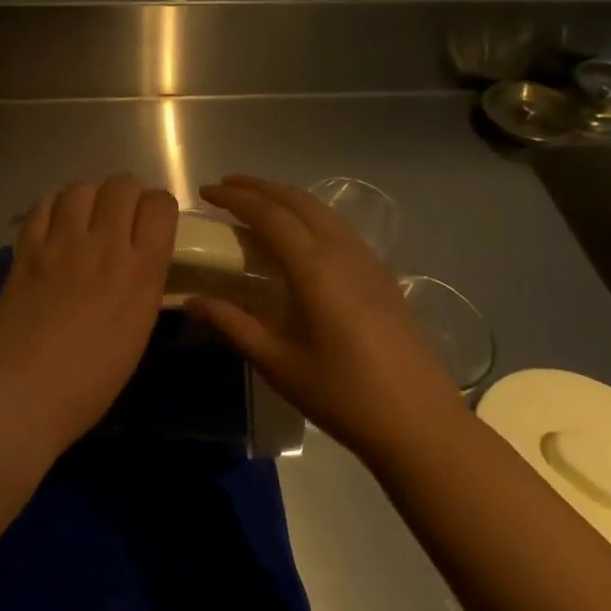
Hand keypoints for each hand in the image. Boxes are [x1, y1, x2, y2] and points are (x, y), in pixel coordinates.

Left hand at [0, 173, 177, 453]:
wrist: (25, 390)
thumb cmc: (92, 380)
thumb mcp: (138, 330)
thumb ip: (142, 284)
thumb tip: (136, 261)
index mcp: (141, 271)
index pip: (160, 204)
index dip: (158, 209)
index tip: (151, 225)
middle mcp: (104, 245)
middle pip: (122, 184)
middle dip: (126, 196)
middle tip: (119, 220)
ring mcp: (61, 243)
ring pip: (81, 188)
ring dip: (89, 198)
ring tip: (85, 220)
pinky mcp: (26, 248)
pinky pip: (43, 205)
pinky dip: (53, 207)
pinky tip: (54, 226)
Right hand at [188, 174, 464, 452]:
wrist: (419, 422)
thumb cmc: (342, 394)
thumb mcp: (277, 362)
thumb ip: (232, 324)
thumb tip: (191, 302)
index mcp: (315, 268)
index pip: (269, 215)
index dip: (235, 198)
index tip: (205, 191)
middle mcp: (343, 252)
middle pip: (298, 200)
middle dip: (259, 187)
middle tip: (225, 187)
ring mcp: (368, 261)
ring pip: (322, 210)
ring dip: (285, 198)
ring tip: (256, 204)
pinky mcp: (382, 276)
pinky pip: (338, 228)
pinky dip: (309, 216)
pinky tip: (298, 237)